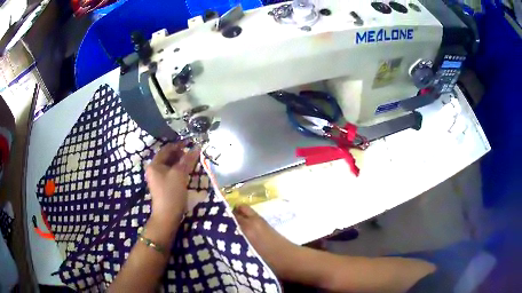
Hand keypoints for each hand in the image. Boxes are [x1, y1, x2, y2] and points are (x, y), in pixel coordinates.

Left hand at [145, 142, 199, 224]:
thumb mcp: (180, 174)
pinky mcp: (163, 186)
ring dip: (181, 162)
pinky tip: (188, 171)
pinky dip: (179, 170)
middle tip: (193, 152)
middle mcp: (154, 169)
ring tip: (192, 161)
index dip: (178, 145)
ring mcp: (158, 178)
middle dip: (180, 154)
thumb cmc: (171, 192)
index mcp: (154, 164)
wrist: (167, 215)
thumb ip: (188, 160)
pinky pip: (171, 173)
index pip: (166, 149)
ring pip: (170, 166)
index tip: (190, 143)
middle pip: (168, 157)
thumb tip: (197, 147)